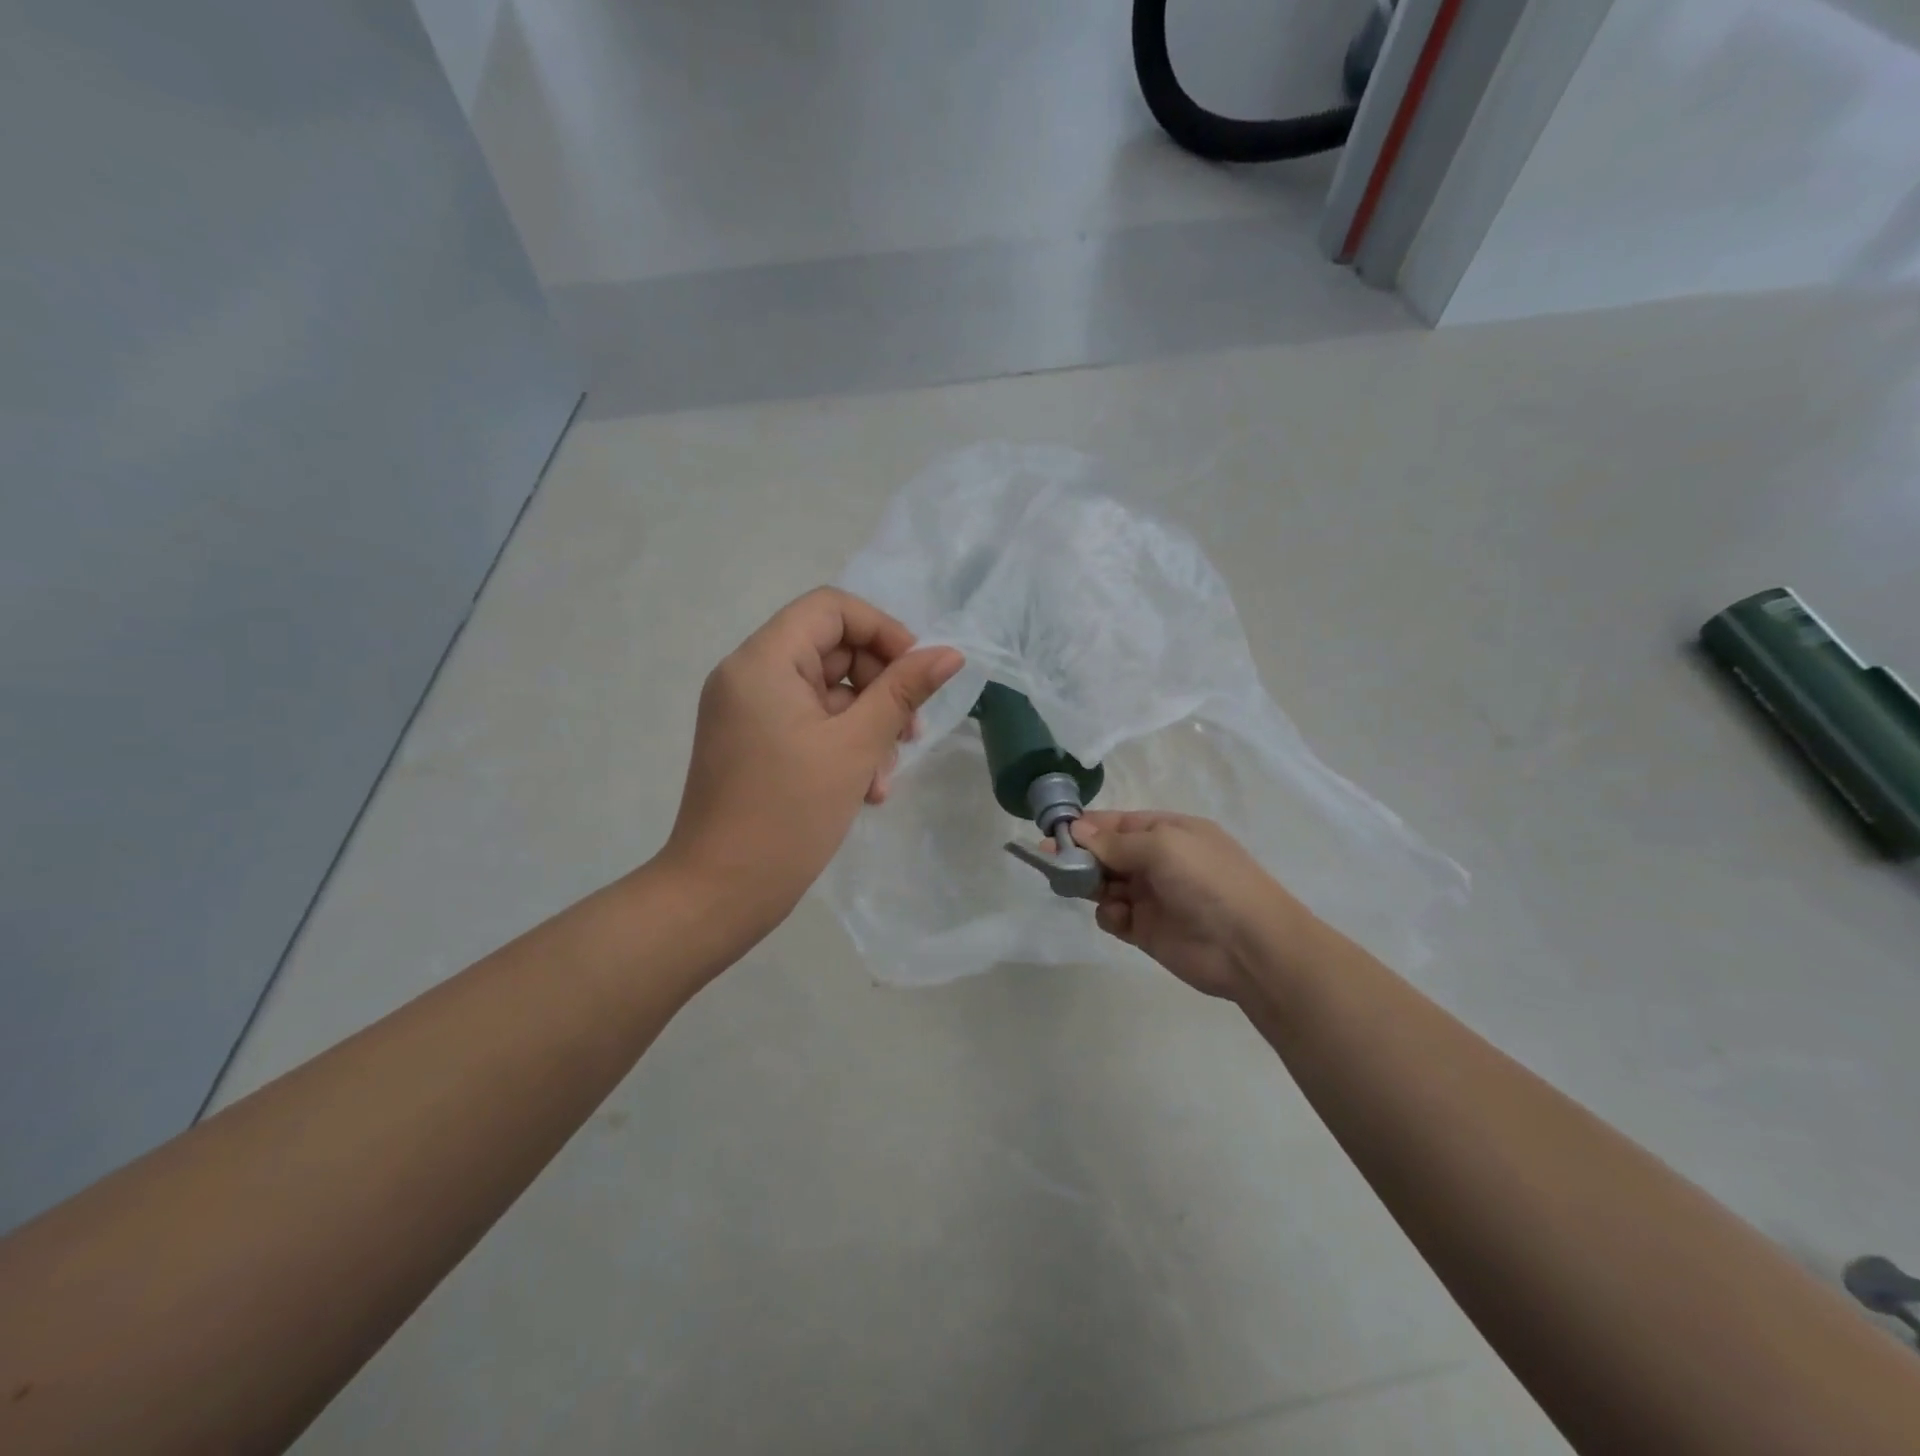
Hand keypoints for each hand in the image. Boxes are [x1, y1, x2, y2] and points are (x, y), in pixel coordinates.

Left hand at [664, 588, 962, 944]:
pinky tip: (865, 789)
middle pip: (831, 649)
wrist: (721, 893)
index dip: (883, 631)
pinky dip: (841, 744)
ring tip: (884, 775)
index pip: (831, 609)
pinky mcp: (752, 742)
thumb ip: (903, 691)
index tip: (918, 673)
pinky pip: (807, 722)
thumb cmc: (789, 814)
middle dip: (880, 687)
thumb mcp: (856, 747)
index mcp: (763, 661)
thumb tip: (950, 653)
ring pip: (825, 691)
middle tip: (909, 732)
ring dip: (866, 724)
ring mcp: (747, 710)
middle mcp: (748, 674)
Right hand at [1071, 811, 1315, 1005]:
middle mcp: (1158, 861)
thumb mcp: (1162, 846)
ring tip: (1085, 888)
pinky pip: (1113, 916)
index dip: (1085, 826)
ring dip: (1091, 884)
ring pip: (1105, 884)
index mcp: (1168, 832)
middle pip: (1106, 853)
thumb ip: (1115, 842)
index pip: (1117, 823)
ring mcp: (1151, 896)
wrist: (1249, 946)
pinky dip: (1108, 914)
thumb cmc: (1208, 881)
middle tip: (1053, 861)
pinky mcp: (1146, 930)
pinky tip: (1119, 917)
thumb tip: (1076, 830)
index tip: (1052, 831)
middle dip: (1081, 855)